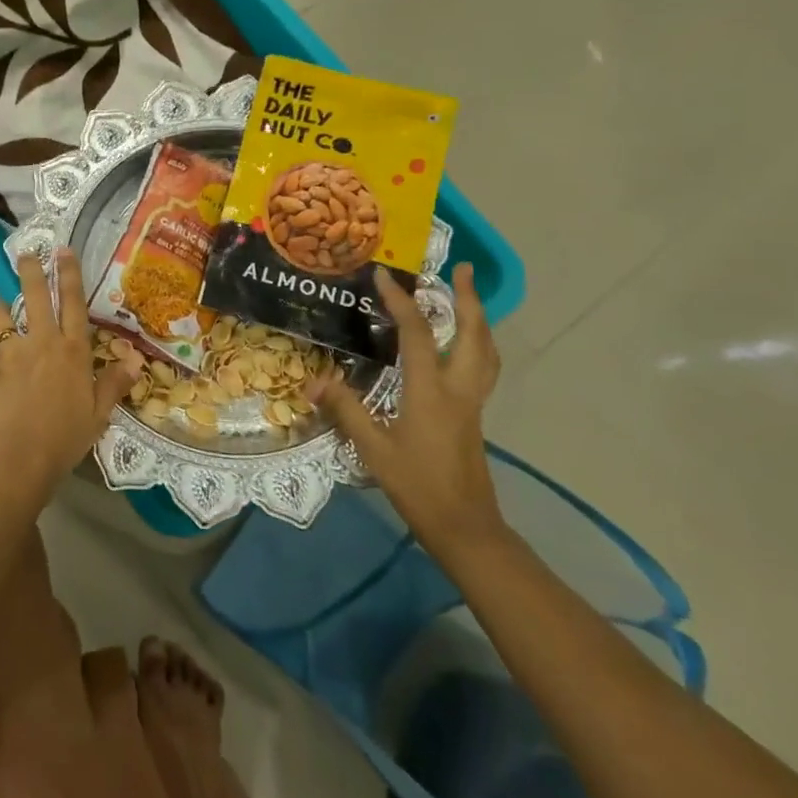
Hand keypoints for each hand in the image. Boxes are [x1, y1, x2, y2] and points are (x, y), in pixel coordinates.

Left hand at [0, 249, 138, 502]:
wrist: (16, 460)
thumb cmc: (63, 441)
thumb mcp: (96, 417)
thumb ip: (113, 384)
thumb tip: (136, 359)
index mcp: (74, 352)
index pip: (74, 303)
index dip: (69, 274)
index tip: (63, 251)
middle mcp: (45, 343)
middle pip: (37, 295)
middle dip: (32, 270)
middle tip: (27, 253)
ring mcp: (15, 352)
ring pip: (6, 314)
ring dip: (3, 307)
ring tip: (1, 309)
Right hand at [312, 263, 504, 557]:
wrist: (466, 527)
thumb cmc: (418, 486)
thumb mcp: (373, 449)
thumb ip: (346, 410)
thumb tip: (312, 381)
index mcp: (432, 392)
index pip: (417, 334)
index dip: (400, 302)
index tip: (383, 276)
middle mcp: (458, 389)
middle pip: (473, 334)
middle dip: (468, 299)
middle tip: (460, 269)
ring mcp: (472, 402)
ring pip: (485, 350)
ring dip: (478, 318)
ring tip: (467, 296)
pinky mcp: (473, 414)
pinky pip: (481, 365)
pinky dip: (474, 342)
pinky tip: (460, 343)